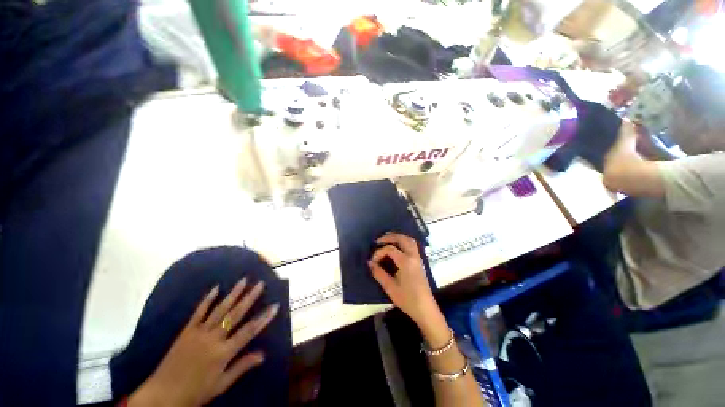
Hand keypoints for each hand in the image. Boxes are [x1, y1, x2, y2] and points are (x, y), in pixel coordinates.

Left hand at [128, 278, 278, 406]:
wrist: (162, 395)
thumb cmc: (195, 392)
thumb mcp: (221, 385)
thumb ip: (242, 366)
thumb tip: (263, 354)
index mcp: (223, 353)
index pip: (249, 331)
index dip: (263, 318)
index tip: (275, 306)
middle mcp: (213, 339)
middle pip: (235, 315)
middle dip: (250, 298)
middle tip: (260, 284)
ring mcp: (199, 332)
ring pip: (220, 309)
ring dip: (233, 294)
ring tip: (244, 280)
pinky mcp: (186, 331)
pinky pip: (198, 312)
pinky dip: (207, 300)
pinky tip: (216, 288)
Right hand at [368, 233, 442, 326]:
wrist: (425, 309)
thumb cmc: (407, 300)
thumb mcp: (390, 287)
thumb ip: (379, 273)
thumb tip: (369, 263)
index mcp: (406, 262)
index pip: (390, 249)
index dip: (379, 253)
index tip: (372, 262)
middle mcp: (413, 256)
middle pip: (402, 239)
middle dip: (389, 237)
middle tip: (379, 241)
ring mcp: (418, 258)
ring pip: (409, 240)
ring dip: (398, 237)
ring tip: (387, 241)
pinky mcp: (419, 262)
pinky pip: (412, 246)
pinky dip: (403, 242)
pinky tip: (397, 248)